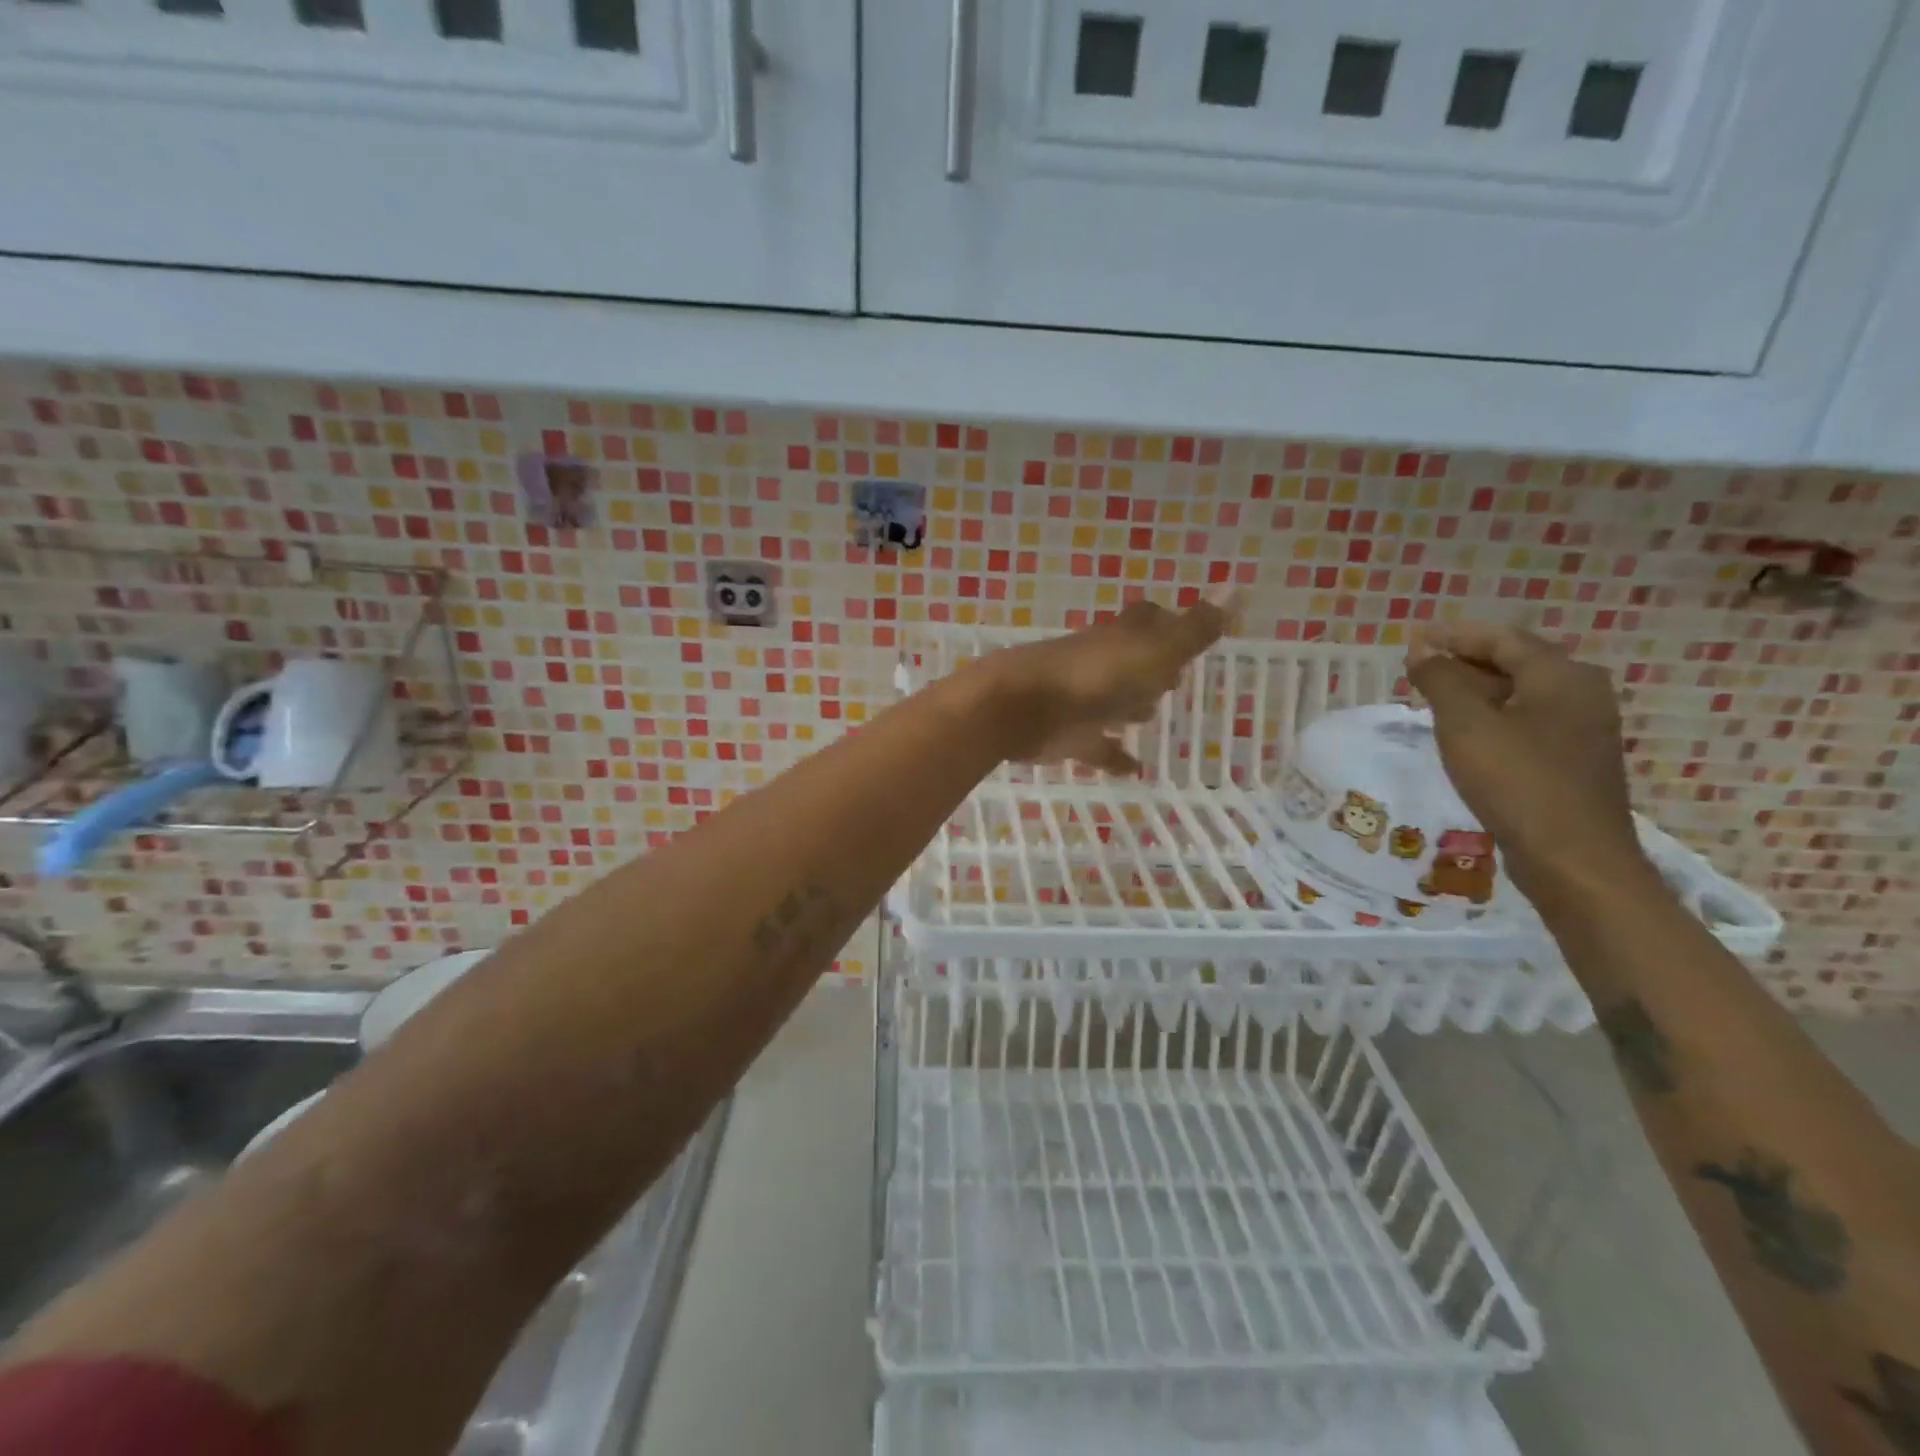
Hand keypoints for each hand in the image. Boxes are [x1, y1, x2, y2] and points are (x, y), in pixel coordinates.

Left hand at [978, 592, 1238, 774]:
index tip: (1184, 625)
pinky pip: (1096, 746)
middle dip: (1149, 664)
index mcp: (1120, 639)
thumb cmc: (1091, 678)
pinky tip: (1134, 769)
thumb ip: (1194, 629)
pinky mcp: (1066, 736)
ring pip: (1110, 700)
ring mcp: (1080, 700)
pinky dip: (1113, 756)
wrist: (1018, 708)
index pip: (1146, 619)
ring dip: (1129, 704)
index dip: (1167, 620)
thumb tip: (1237, 585)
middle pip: (1127, 658)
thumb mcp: (1153, 652)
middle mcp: (1099, 663)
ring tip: (1151, 714)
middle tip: (1173, 674)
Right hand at [1406, 622, 1652, 907]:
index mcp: (1561, 675)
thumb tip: (1422, 651)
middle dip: (1464, 660)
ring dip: (1475, 690)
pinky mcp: (1573, 760)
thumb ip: (1440, 681)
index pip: (1502, 638)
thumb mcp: (1465, 725)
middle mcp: (1581, 693)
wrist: (1573, 858)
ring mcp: (1582, 729)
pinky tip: (1464, 733)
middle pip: (1515, 662)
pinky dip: (1491, 716)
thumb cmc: (1516, 781)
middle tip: (1417, 667)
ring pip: (1520, 694)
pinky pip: (1526, 721)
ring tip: (1431, 697)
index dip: (1455, 634)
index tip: (1414, 638)